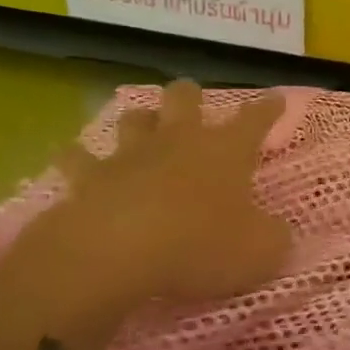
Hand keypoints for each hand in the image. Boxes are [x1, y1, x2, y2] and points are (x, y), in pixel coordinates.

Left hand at [0, 81, 292, 321]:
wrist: (119, 252)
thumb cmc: (200, 247)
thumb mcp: (260, 253)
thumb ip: (273, 238)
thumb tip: (275, 231)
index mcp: (226, 152)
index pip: (254, 121)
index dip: (267, 109)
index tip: (276, 100)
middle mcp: (179, 141)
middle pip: (184, 98)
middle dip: (191, 97)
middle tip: (192, 104)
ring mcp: (131, 154)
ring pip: (134, 119)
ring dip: (141, 121)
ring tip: (142, 128)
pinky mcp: (89, 176)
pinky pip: (78, 158)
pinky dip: (77, 158)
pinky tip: (73, 159)